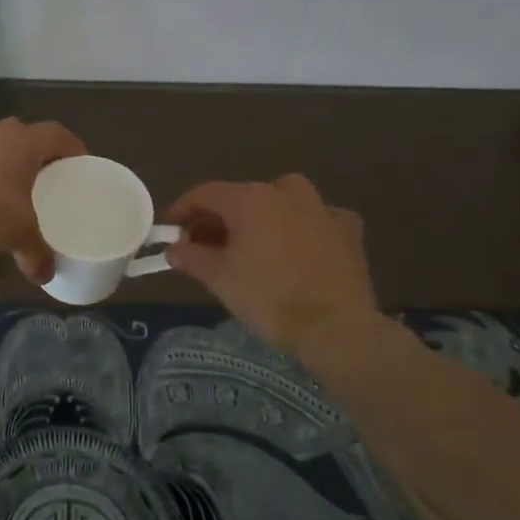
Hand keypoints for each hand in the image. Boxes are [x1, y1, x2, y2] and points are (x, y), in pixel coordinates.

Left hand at [0, 118, 84, 283]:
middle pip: (23, 136)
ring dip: (0, 161)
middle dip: (35, 155)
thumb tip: (46, 276)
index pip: (58, 134)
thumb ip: (36, 253)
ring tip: (7, 188)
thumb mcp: (18, 234)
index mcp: (24, 141)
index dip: (72, 148)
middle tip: (44, 179)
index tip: (79, 165)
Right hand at [163, 175, 377, 352]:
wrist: (335, 327)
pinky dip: (302, 228)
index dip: (183, 210)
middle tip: (206, 245)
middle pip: (241, 197)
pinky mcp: (348, 228)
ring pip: (280, 202)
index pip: (205, 194)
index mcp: (249, 199)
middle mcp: (285, 192)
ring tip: (252, 246)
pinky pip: (316, 219)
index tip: (171, 230)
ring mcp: (321, 207)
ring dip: (261, 218)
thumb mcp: (219, 279)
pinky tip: (299, 248)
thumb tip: (174, 249)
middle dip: (220, 219)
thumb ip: (191, 257)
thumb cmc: (269, 298)